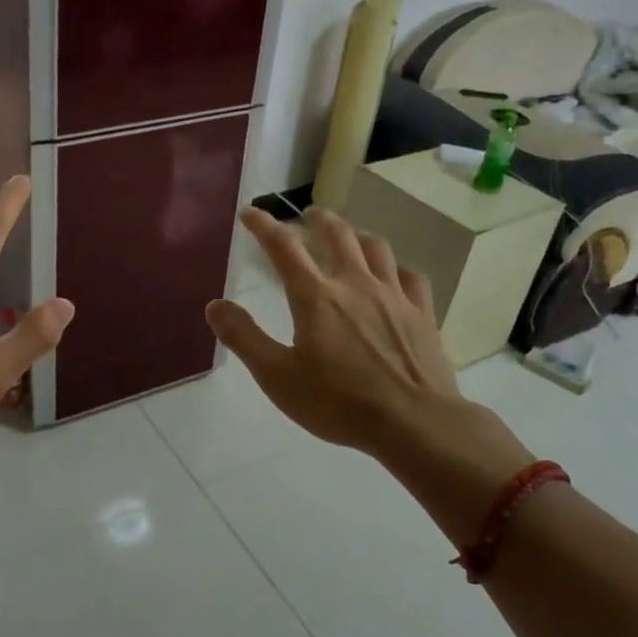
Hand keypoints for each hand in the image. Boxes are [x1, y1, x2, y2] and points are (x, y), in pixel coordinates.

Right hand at [205, 208, 530, 521]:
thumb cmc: (339, 402)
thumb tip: (215, 306)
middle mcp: (355, 284)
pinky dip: (396, 268)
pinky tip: (394, 274)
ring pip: (376, 248)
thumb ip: (244, 337)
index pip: (283, 248)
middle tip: (308, 215)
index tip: (249, 213)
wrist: (415, 423)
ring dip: (357, 235)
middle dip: (318, 219)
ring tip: (349, 235)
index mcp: (316, 297)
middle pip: (337, 234)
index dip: (263, 226)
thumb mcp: (277, 376)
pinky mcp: (422, 314)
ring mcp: (393, 296)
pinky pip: (410, 277)